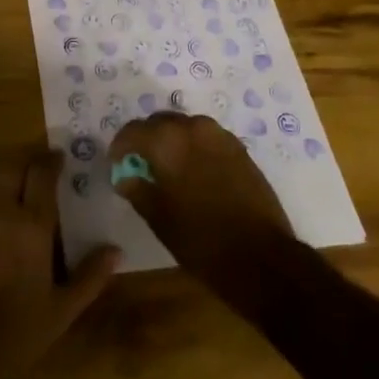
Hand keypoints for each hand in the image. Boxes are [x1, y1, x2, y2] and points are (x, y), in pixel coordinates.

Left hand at [0, 149, 119, 378]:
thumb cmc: (15, 334)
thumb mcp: (61, 311)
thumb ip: (90, 276)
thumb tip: (116, 250)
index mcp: (33, 224)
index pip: (43, 172)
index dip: (51, 161)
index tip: (57, 161)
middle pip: (11, 165)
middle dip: (22, 166)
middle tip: (28, 177)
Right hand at [110, 113, 294, 284]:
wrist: (261, 256)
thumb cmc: (201, 240)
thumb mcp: (159, 218)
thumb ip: (137, 190)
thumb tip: (125, 177)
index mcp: (168, 141)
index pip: (133, 131)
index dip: (120, 147)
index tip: (117, 164)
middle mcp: (193, 127)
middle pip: (160, 122)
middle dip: (146, 139)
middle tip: (139, 164)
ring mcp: (220, 135)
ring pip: (185, 127)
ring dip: (171, 141)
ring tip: (166, 167)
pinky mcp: (239, 148)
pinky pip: (205, 137)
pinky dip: (192, 147)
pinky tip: (191, 171)